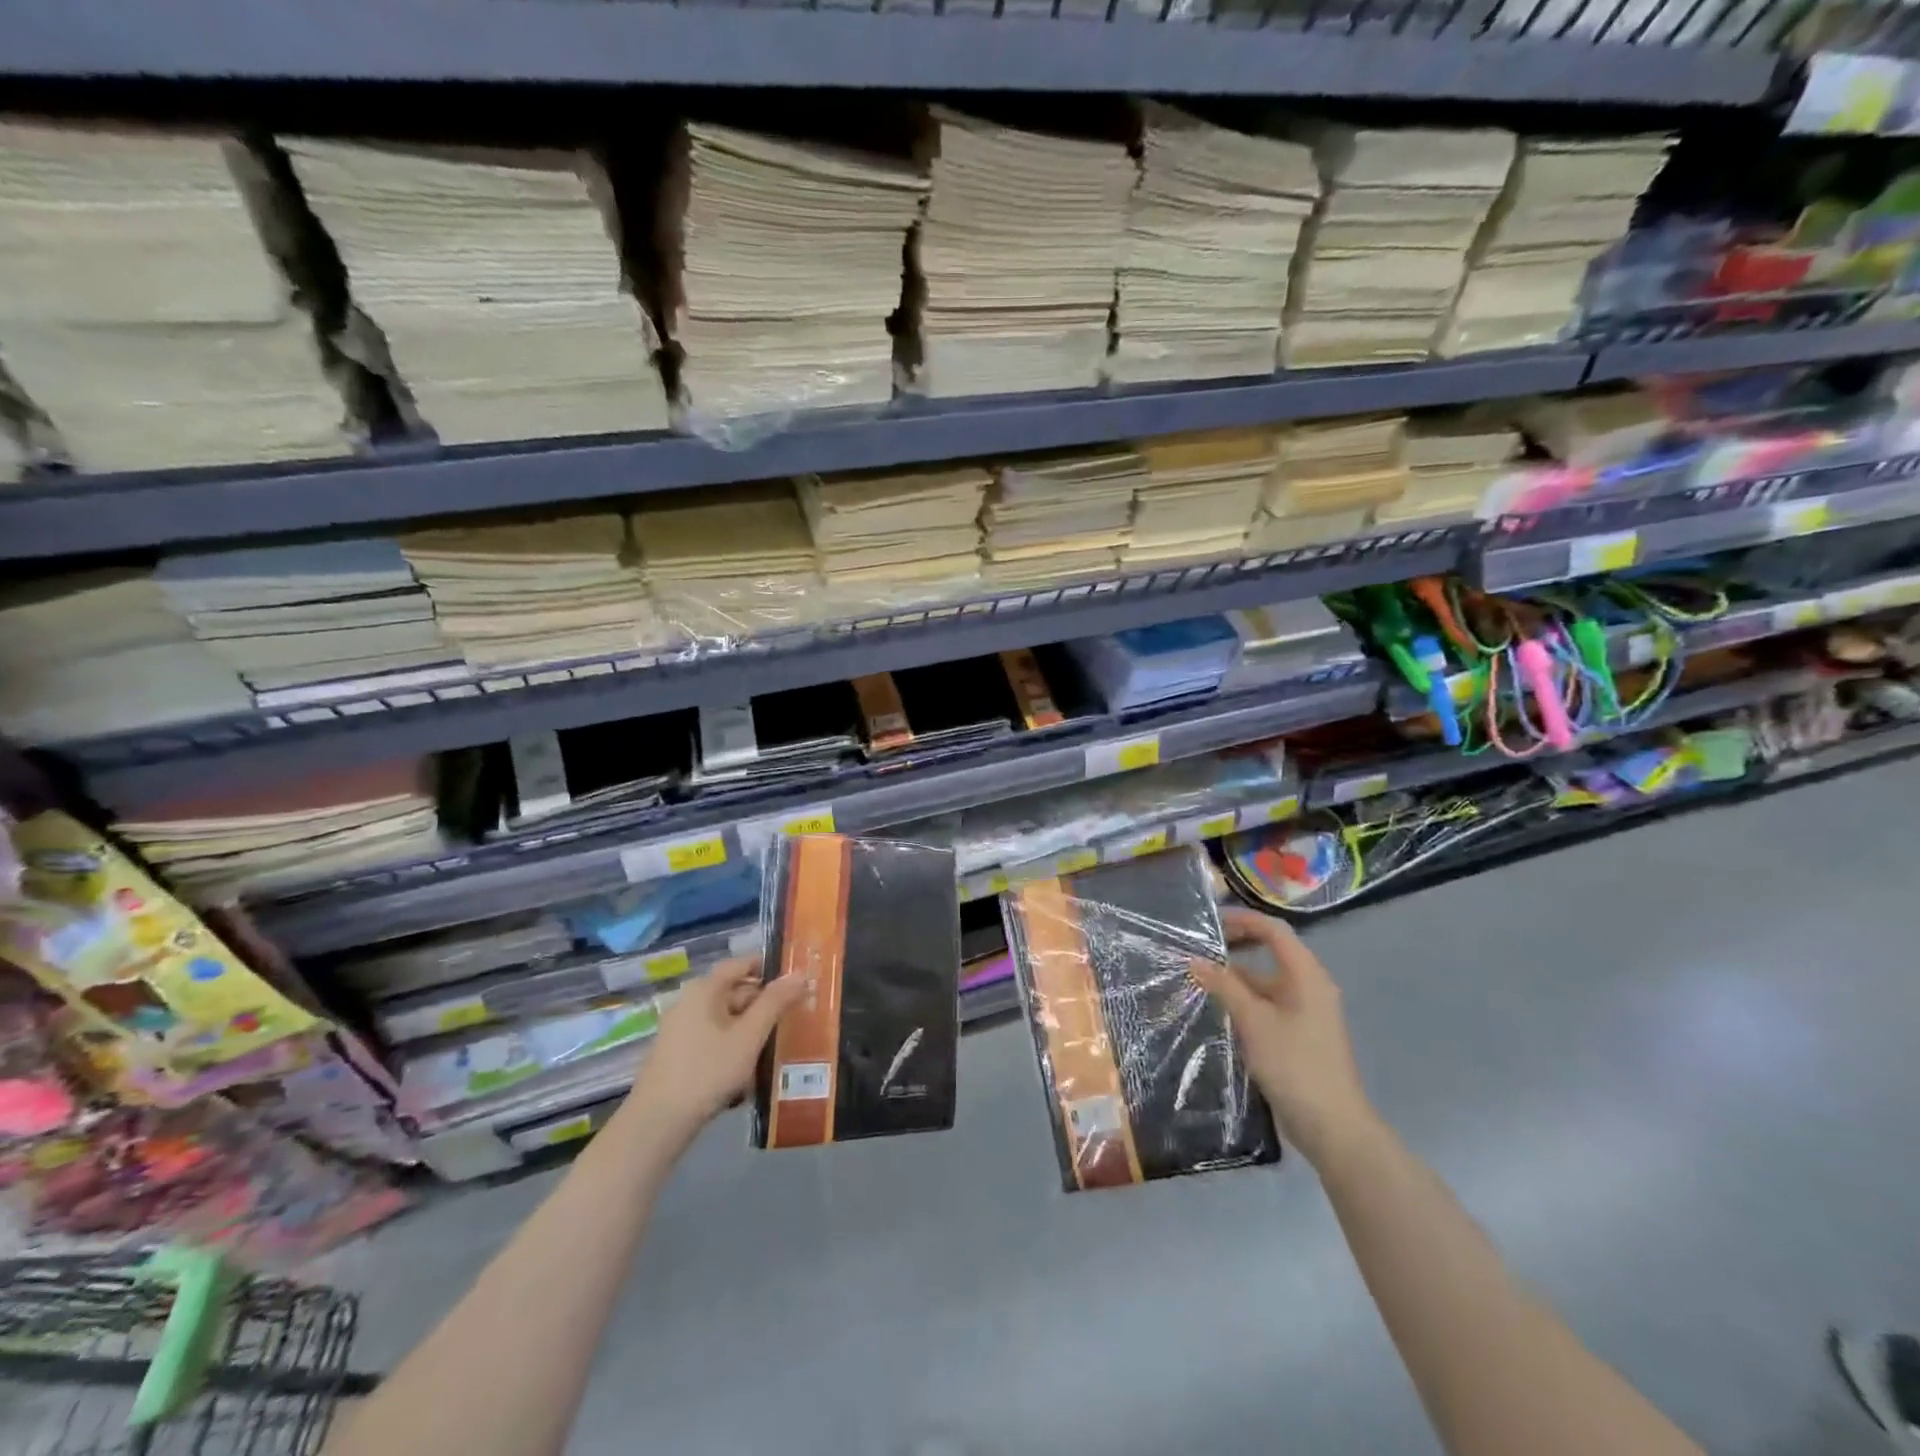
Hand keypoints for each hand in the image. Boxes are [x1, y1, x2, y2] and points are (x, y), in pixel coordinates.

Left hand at [625, 957, 804, 1144]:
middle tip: (793, 1017)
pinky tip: (749, 1071)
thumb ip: (775, 1003)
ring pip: (725, 1019)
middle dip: (764, 1004)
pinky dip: (733, 1047)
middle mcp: (689, 1002)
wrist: (657, 1124)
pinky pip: (713, 1040)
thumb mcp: (749, 1036)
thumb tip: (800, 973)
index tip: (795, 980)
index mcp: (704, 989)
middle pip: (734, 992)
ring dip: (751, 1030)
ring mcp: (680, 1030)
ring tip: (777, 1046)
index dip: (768, 967)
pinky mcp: (677, 1055)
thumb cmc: (707, 1071)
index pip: (740, 963)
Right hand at [1191, 908, 1380, 1169]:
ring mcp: (1306, 1011)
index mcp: (1307, 975)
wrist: (1333, 1126)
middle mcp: (1310, 986)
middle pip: (1271, 952)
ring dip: (1237, 977)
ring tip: (1200, 978)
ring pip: (1267, 981)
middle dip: (1236, 947)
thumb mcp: (1253, 1021)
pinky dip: (1245, 999)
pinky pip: (1269, 1003)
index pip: (1274, 931)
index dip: (1242, 920)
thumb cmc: (1294, 1064)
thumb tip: (1195, 960)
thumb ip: (1224, 986)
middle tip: (1200, 948)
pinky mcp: (1299, 1034)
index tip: (1209, 922)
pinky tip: (1219, 1008)